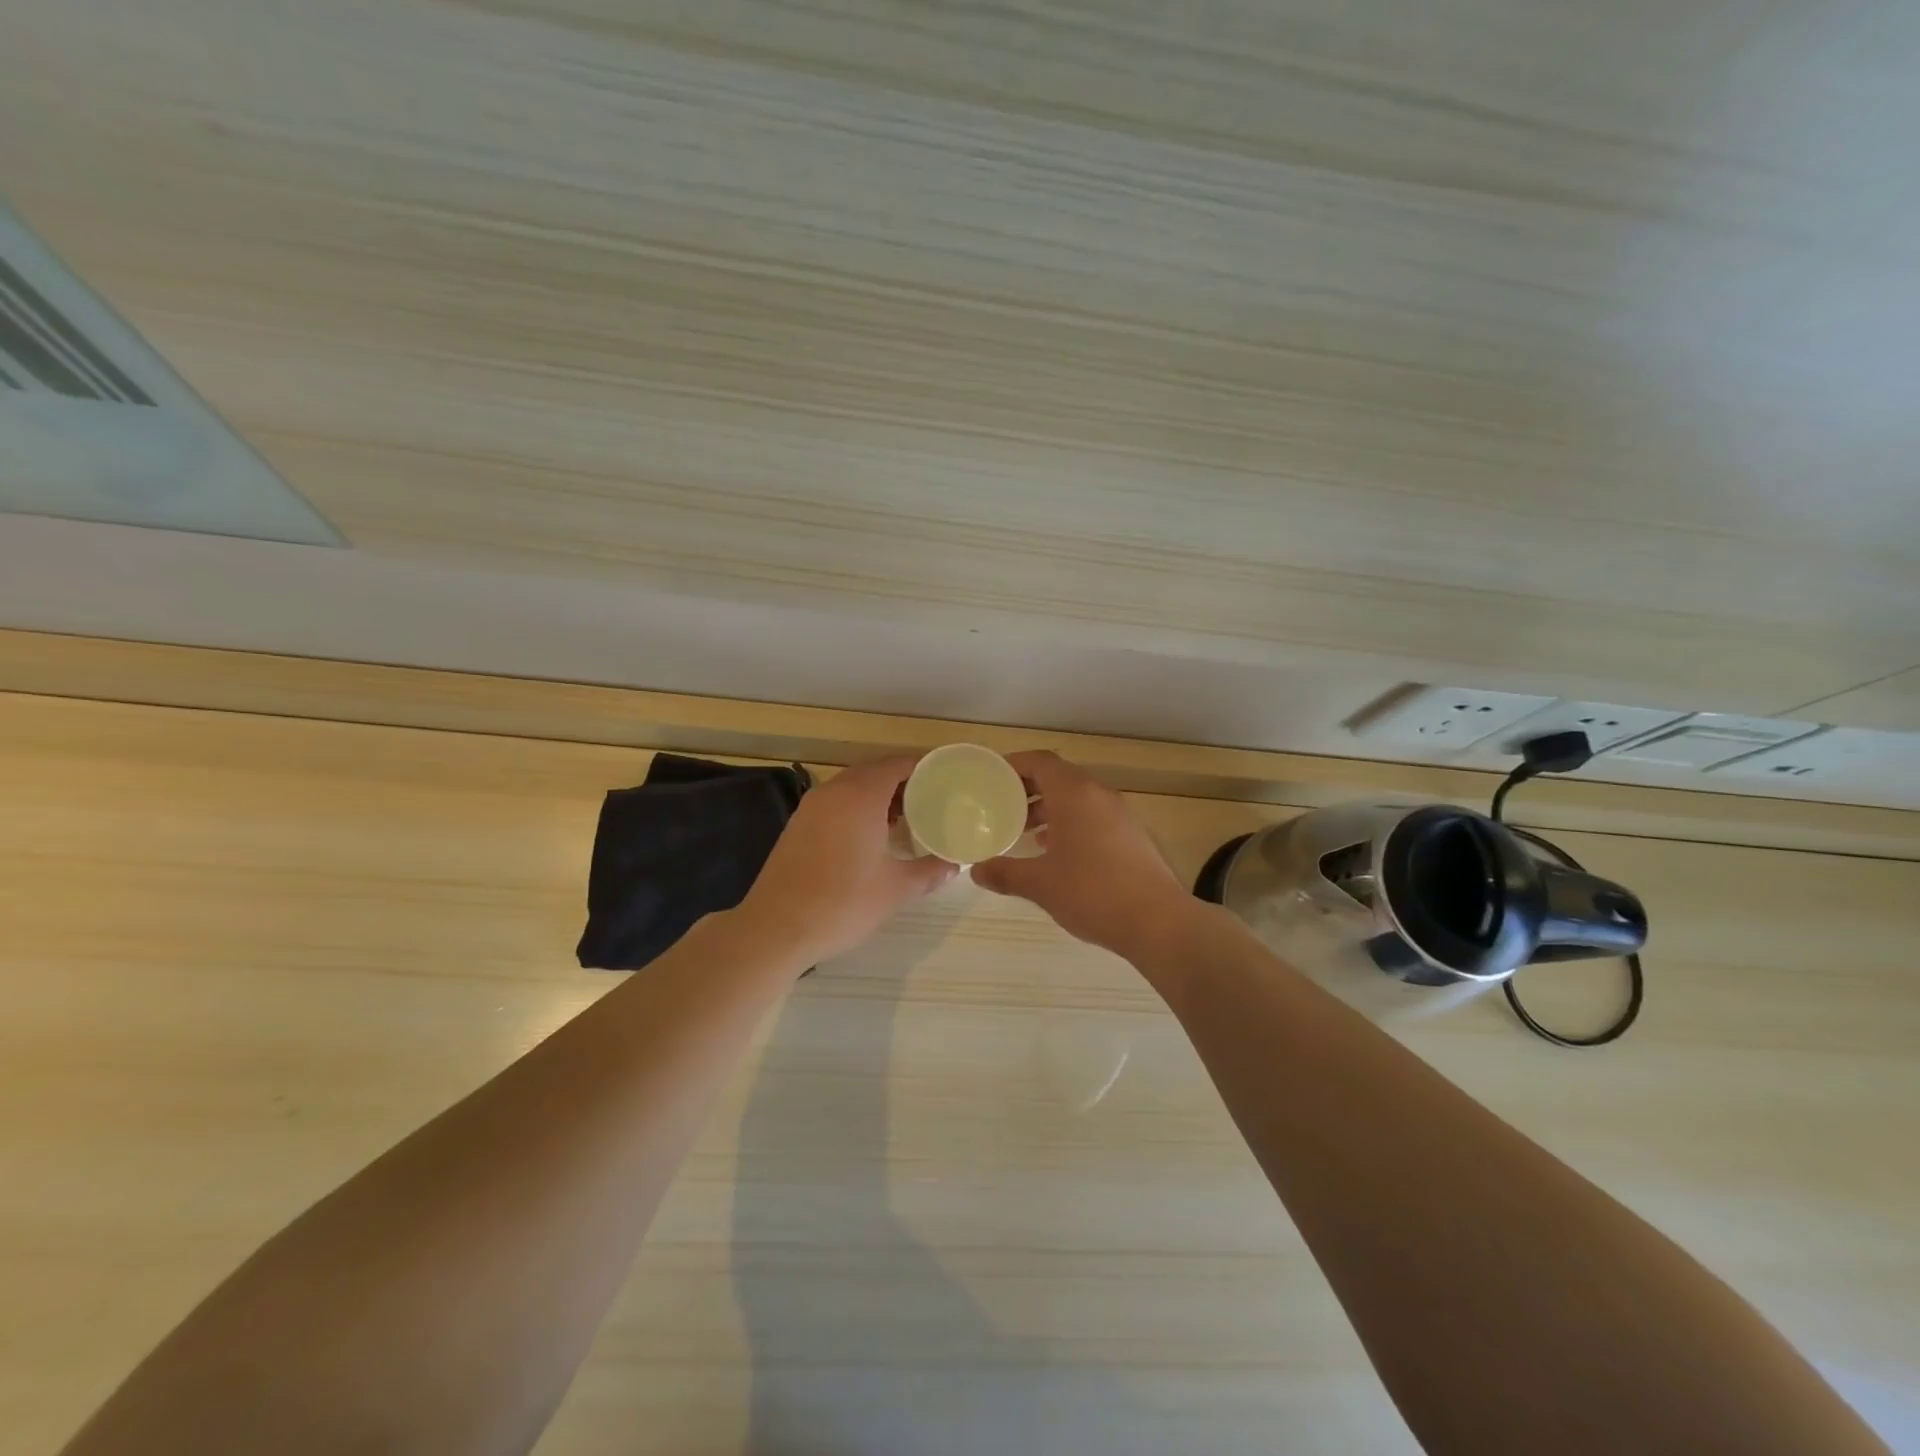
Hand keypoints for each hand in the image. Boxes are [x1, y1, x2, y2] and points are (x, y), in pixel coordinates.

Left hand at [737, 757, 955, 965]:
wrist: (776, 927)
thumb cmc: (842, 902)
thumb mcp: (895, 889)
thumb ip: (928, 872)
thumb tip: (953, 866)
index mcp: (861, 795)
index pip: (897, 765)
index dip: (923, 769)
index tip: (944, 781)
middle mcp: (834, 791)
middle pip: (874, 772)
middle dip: (901, 783)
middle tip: (928, 803)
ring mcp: (811, 807)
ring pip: (852, 787)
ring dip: (877, 796)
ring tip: (903, 821)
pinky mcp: (797, 825)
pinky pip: (835, 803)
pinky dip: (855, 808)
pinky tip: (868, 837)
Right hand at [971, 751, 1195, 961]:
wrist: (1158, 921)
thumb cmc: (1092, 892)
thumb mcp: (1040, 884)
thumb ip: (1006, 873)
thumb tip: (977, 871)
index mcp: (1074, 794)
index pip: (1040, 762)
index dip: (1014, 765)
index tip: (991, 778)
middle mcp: (1098, 795)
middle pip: (1058, 777)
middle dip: (1028, 789)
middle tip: (1002, 807)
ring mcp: (1119, 814)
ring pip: (1077, 798)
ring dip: (1050, 808)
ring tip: (1025, 830)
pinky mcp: (1131, 835)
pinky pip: (1093, 816)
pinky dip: (1070, 823)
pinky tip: (1056, 851)